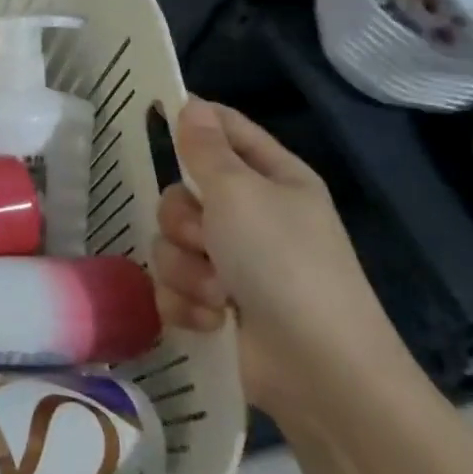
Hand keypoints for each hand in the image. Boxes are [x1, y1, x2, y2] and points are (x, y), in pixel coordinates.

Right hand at [153, 97, 408, 419]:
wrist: (317, 368)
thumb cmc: (284, 264)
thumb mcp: (241, 194)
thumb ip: (206, 149)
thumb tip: (191, 104)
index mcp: (271, 178)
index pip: (225, 129)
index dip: (193, 120)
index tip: (155, 116)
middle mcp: (250, 216)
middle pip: (181, 194)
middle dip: (183, 221)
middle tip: (206, 238)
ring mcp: (232, 263)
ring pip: (170, 244)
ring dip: (187, 270)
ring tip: (218, 293)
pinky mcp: (214, 305)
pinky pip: (171, 286)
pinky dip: (187, 303)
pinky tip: (211, 319)